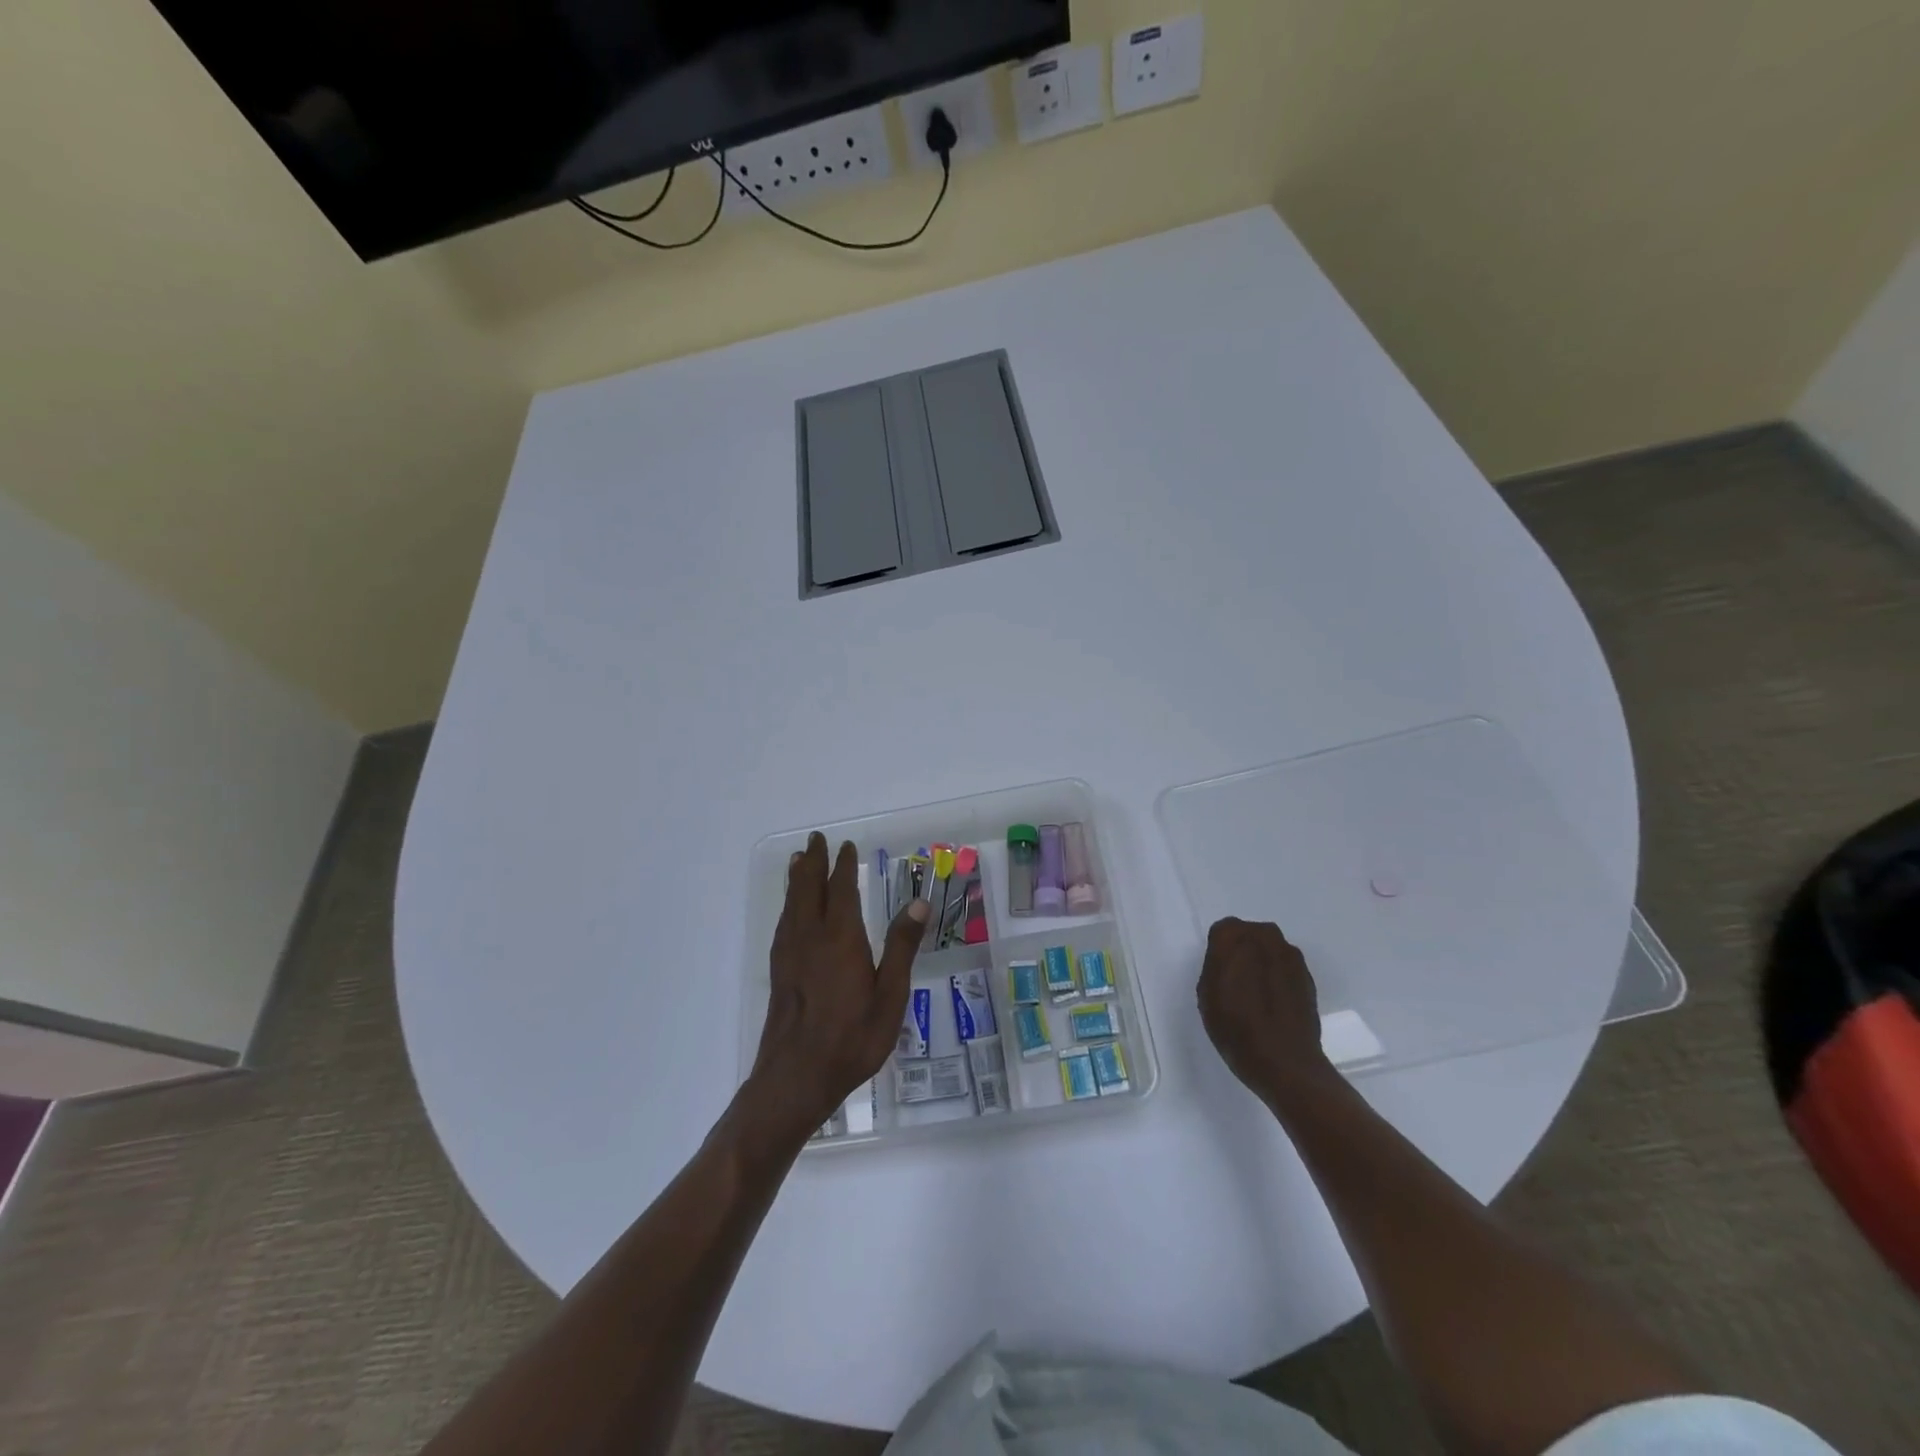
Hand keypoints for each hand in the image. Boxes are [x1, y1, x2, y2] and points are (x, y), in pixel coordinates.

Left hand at [747, 833, 927, 1139]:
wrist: (795, 1078)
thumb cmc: (852, 1039)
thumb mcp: (890, 996)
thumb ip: (902, 948)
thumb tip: (919, 903)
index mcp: (840, 939)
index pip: (841, 891)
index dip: (843, 867)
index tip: (846, 847)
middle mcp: (810, 938)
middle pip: (809, 890)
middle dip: (814, 863)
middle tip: (816, 840)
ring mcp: (790, 955)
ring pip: (792, 905)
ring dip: (797, 880)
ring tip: (799, 862)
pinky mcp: (779, 972)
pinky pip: (784, 924)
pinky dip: (788, 905)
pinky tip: (791, 912)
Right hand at [1196, 918, 1334, 1104]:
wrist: (1285, 1062)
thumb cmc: (1235, 1027)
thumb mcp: (1206, 995)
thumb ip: (1214, 966)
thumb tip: (1228, 959)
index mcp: (1234, 937)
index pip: (1222, 930)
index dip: (1219, 951)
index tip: (1219, 973)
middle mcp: (1265, 937)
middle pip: (1249, 935)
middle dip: (1243, 951)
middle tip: (1237, 981)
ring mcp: (1291, 956)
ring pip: (1270, 950)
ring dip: (1263, 963)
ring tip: (1258, 995)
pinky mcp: (1308, 976)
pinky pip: (1286, 967)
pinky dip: (1279, 978)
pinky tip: (1275, 1004)